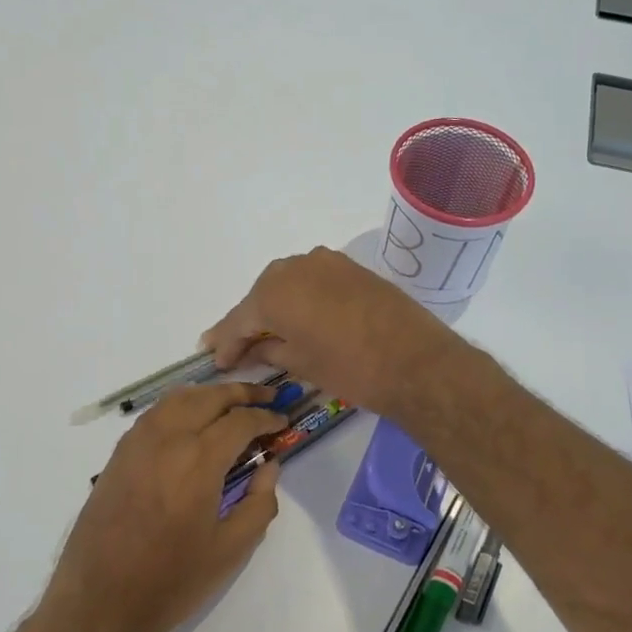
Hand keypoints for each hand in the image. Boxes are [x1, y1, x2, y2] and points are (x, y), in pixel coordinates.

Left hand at [37, 382, 285, 631]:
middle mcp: (167, 439)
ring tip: (231, 404)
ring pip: (178, 398)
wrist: (98, 604)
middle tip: (266, 398)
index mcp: (198, 460)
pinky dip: (180, 406)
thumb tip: (269, 467)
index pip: (241, 421)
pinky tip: (191, 422)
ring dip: (209, 395)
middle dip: (242, 393)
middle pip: (209, 397)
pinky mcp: (118, 455)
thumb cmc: (171, 582)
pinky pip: (154, 414)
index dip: (267, 418)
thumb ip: (259, 503)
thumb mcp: (230, 550)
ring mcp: (137, 443)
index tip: (283, 423)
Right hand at [201, 248, 462, 416]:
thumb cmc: (350, 368)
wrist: (416, 361)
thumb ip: (269, 350)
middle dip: (249, 321)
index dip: (226, 342)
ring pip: (288, 284)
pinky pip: (313, 281)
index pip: (240, 319)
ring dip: (275, 306)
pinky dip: (302, 298)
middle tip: (235, 347)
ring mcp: (327, 262)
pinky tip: (300, 317)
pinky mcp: (352, 268)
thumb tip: (253, 348)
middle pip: (261, 296)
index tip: (216, 360)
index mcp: (274, 291)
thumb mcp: (301, 364)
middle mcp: (295, 266)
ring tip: (267, 333)